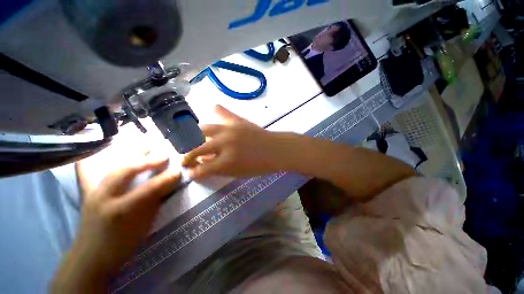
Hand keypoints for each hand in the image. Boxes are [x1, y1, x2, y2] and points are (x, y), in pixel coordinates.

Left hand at [52, 154, 179, 291]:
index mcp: (121, 211)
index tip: (178, 171)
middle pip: (126, 172)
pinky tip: (98, 151)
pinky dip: (93, 160)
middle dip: (147, 161)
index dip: (165, 179)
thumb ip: (154, 202)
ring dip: (130, 155)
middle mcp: (103, 198)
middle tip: (163, 154)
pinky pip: (87, 173)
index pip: (148, 190)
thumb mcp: (143, 226)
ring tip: (144, 145)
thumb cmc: (121, 243)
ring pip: (112, 168)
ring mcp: (93, 194)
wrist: (91, 256)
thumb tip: (168, 184)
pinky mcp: (87, 193)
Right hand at [182, 105, 289, 178]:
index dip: (193, 172)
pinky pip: (221, 111)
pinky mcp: (237, 120)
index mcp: (226, 163)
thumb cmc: (260, 166)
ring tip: (196, 140)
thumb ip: (218, 169)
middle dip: (188, 156)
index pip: (201, 169)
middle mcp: (224, 144)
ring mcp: (229, 129)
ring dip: (195, 136)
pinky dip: (214, 112)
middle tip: (187, 158)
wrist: (276, 150)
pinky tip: (210, 113)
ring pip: (202, 129)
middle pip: (196, 148)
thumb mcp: (238, 173)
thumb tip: (203, 162)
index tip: (190, 172)